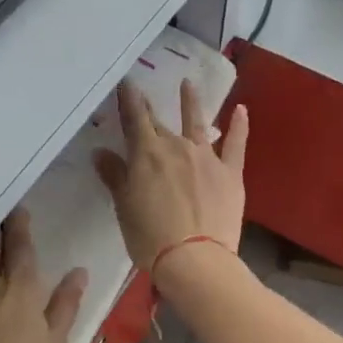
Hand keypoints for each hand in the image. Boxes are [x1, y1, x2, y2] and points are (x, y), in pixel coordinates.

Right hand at [93, 79, 247, 273]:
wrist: (195, 259)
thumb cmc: (150, 236)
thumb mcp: (125, 207)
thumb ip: (115, 176)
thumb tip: (100, 152)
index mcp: (147, 153)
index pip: (135, 119)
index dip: (129, 100)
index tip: (126, 82)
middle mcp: (177, 146)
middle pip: (161, 124)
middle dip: (151, 110)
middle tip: (145, 96)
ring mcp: (207, 157)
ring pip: (197, 123)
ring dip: (191, 103)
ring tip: (188, 84)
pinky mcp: (231, 173)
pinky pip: (235, 144)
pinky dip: (239, 125)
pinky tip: (241, 110)